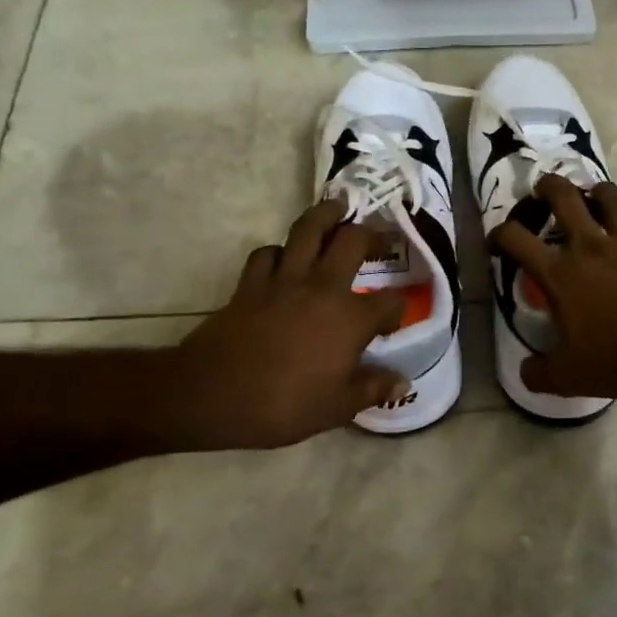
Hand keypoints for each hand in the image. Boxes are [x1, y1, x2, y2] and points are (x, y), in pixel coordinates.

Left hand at [168, 199, 408, 449]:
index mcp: (351, 319)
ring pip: (308, 229)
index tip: (393, 321)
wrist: (213, 395)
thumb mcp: (337, 407)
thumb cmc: (283, 405)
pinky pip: (267, 253)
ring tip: (337, 209)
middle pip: (352, 241)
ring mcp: (284, 280)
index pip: (389, 304)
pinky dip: (278, 251)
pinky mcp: (251, 283)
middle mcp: (323, 288)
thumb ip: (373, 389)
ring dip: (326, 215)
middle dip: (371, 233)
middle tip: (378, 235)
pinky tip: (283, 258)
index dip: (397, 310)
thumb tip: (403, 383)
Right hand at [490, 175, 616, 399]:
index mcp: (559, 273)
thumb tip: (526, 370)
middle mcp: (588, 247)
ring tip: (588, 197)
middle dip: (546, 187)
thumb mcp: (571, 378)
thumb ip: (540, 374)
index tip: (496, 244)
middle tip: (541, 192)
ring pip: (607, 196)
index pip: (516, 238)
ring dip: (593, 190)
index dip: (498, 235)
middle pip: (562, 196)